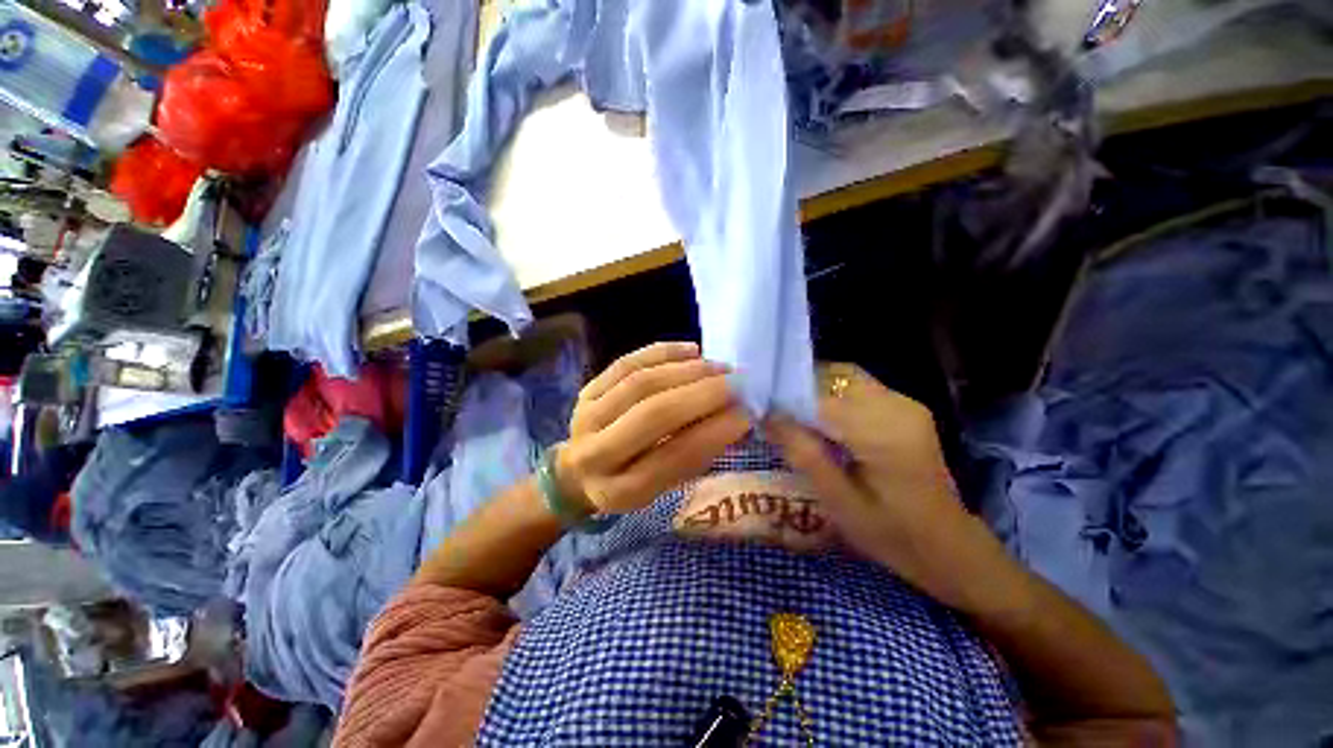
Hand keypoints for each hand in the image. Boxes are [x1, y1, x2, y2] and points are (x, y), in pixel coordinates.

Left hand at [556, 342, 750, 514]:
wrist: (580, 470)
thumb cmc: (630, 482)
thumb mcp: (664, 486)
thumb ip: (697, 454)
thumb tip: (737, 417)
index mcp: (620, 491)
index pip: (673, 456)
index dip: (714, 432)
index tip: (746, 413)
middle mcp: (596, 453)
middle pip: (654, 413)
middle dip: (703, 394)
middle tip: (737, 382)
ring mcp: (586, 416)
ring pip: (641, 382)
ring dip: (687, 371)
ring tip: (720, 367)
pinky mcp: (586, 390)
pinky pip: (627, 363)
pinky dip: (663, 353)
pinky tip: (692, 352)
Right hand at [765, 363, 974, 592]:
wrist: (950, 547)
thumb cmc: (893, 535)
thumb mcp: (839, 503)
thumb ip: (803, 454)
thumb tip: (765, 416)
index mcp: (882, 433)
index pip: (820, 398)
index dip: (783, 399)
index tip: (755, 408)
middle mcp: (896, 406)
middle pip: (832, 376)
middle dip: (796, 387)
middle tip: (770, 410)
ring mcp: (904, 403)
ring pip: (843, 377)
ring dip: (812, 389)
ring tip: (789, 413)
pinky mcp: (904, 408)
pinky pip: (856, 387)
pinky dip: (830, 395)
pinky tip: (817, 418)